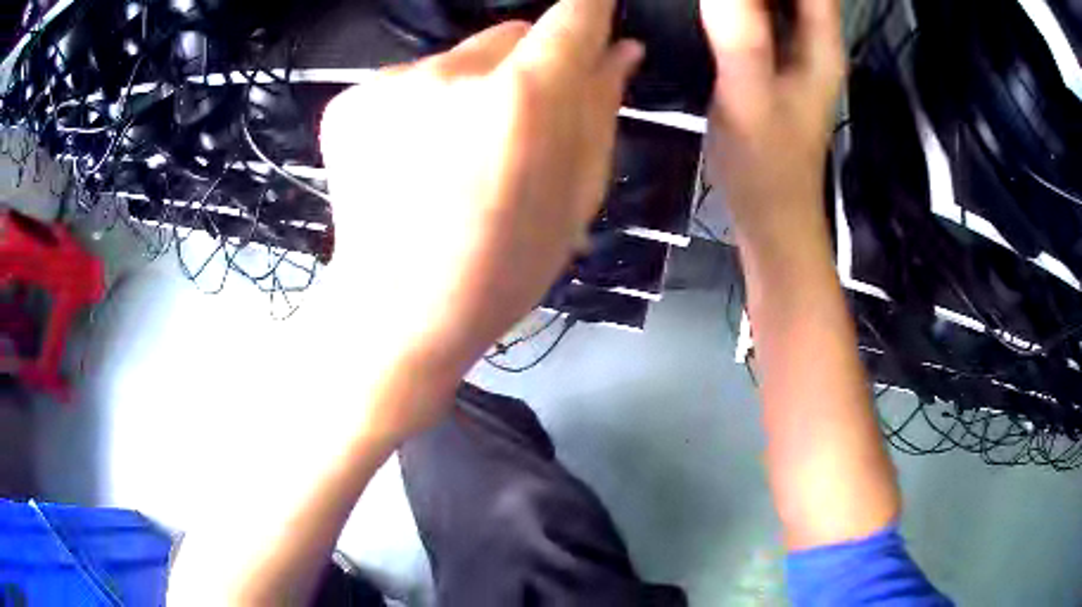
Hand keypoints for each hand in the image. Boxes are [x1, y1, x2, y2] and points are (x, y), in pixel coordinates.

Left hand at [317, 0, 642, 442]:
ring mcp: (391, 82)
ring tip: (456, 153)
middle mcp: (453, 71)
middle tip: (515, 127)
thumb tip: (621, 51)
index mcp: (523, 98)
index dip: (590, 9)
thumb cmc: (503, 267)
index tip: (595, 13)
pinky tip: (413, 158)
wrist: (397, 312)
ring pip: (456, 59)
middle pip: (509, 34)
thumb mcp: (576, 195)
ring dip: (470, 88)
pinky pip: (407, 83)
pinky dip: (420, 106)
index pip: (573, 17)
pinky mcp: (350, 100)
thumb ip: (600, 109)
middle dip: (525, 65)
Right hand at [701, 0, 843, 244]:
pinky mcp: (773, 63)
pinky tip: (715, 5)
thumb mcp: (749, 96)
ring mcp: (793, 52)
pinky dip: (740, 3)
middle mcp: (813, 40)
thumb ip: (741, 36)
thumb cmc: (766, 164)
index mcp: (819, 41)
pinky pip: (760, 15)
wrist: (770, 215)